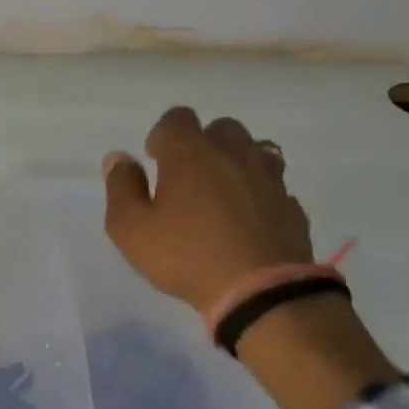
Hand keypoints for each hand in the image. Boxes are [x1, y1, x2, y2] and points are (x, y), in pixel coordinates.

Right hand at [102, 106, 398, 408]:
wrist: (258, 289)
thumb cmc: (184, 256)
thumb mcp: (131, 229)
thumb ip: (121, 189)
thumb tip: (118, 158)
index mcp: (191, 154)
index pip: (177, 118)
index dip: (163, 134)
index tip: (155, 160)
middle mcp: (234, 153)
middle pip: (221, 128)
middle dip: (202, 144)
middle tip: (188, 177)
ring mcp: (268, 177)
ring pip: (254, 150)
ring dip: (235, 162)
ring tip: (220, 192)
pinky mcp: (290, 204)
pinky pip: (272, 185)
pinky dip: (258, 192)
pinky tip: (246, 218)